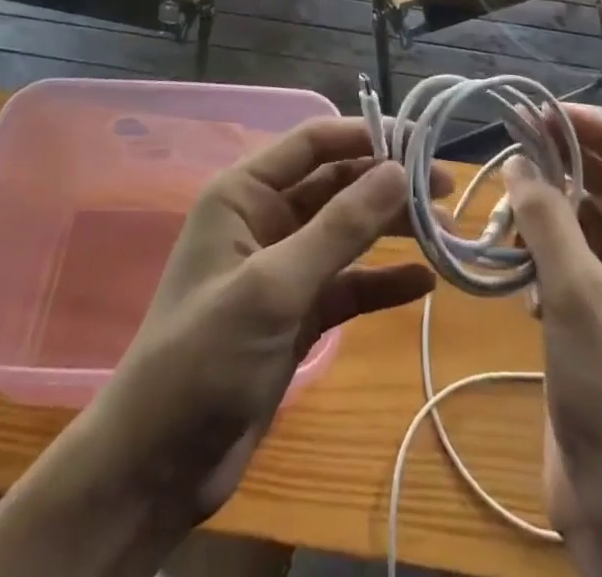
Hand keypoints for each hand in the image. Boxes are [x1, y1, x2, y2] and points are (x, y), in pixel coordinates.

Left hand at [96, 118, 441, 518]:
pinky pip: (348, 284)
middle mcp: (265, 219)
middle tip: (445, 188)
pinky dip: (381, 282)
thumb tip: (398, 171)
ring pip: (347, 232)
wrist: (157, 466)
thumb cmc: (205, 355)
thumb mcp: (274, 285)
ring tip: (443, 232)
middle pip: (336, 184)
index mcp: (244, 193)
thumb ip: (339, 227)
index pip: (312, 143)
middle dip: (387, 183)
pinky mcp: (297, 314)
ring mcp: (283, 268)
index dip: (365, 134)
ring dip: (391, 229)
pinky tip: (422, 284)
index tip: (420, 141)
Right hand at [503, 108, 601, 576]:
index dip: (597, 132)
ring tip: (503, 208)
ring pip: (583, 226)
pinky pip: (567, 262)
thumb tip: (519, 160)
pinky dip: (539, 254)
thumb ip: (546, 219)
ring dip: (544, 214)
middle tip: (510, 144)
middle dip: (563, 168)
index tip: (544, 112)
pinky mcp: (596, 321)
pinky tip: (512, 267)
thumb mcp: (580, 295)